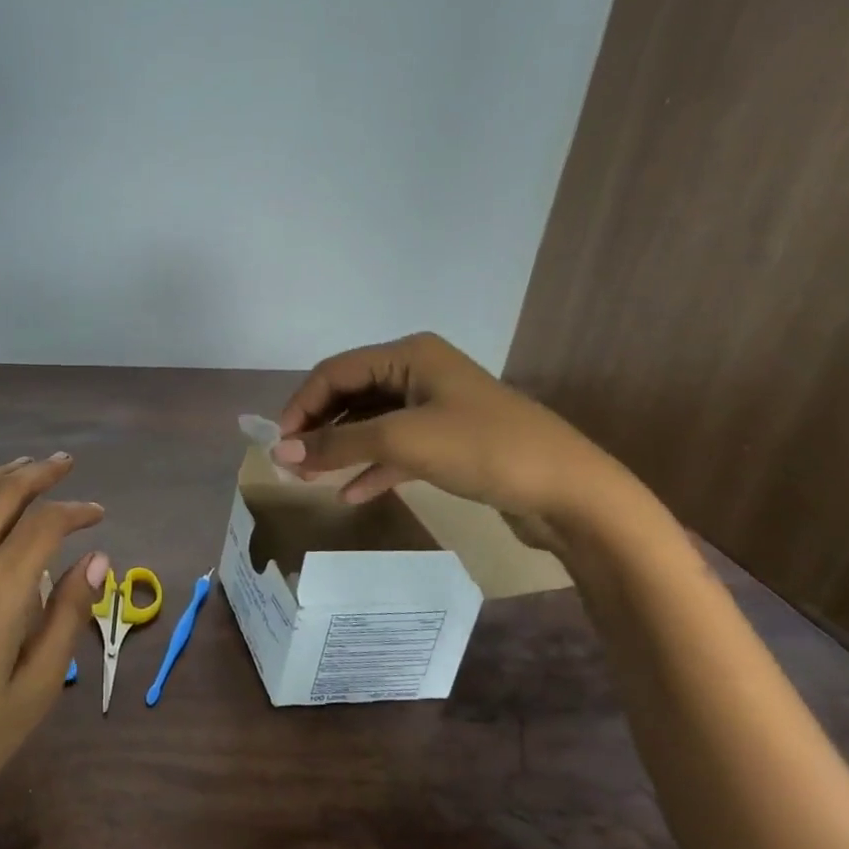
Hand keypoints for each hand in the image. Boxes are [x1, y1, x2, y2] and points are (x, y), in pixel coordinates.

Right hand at [274, 332, 621, 548]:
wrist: (569, 492)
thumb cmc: (484, 449)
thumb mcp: (403, 441)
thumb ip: (338, 444)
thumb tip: (279, 454)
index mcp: (409, 354)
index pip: (335, 371)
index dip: (301, 405)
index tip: (280, 445)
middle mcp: (418, 372)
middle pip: (350, 395)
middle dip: (319, 428)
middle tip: (292, 465)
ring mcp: (434, 408)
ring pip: (370, 423)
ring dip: (340, 448)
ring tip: (310, 480)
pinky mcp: (447, 442)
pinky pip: (395, 449)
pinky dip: (371, 468)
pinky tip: (350, 494)